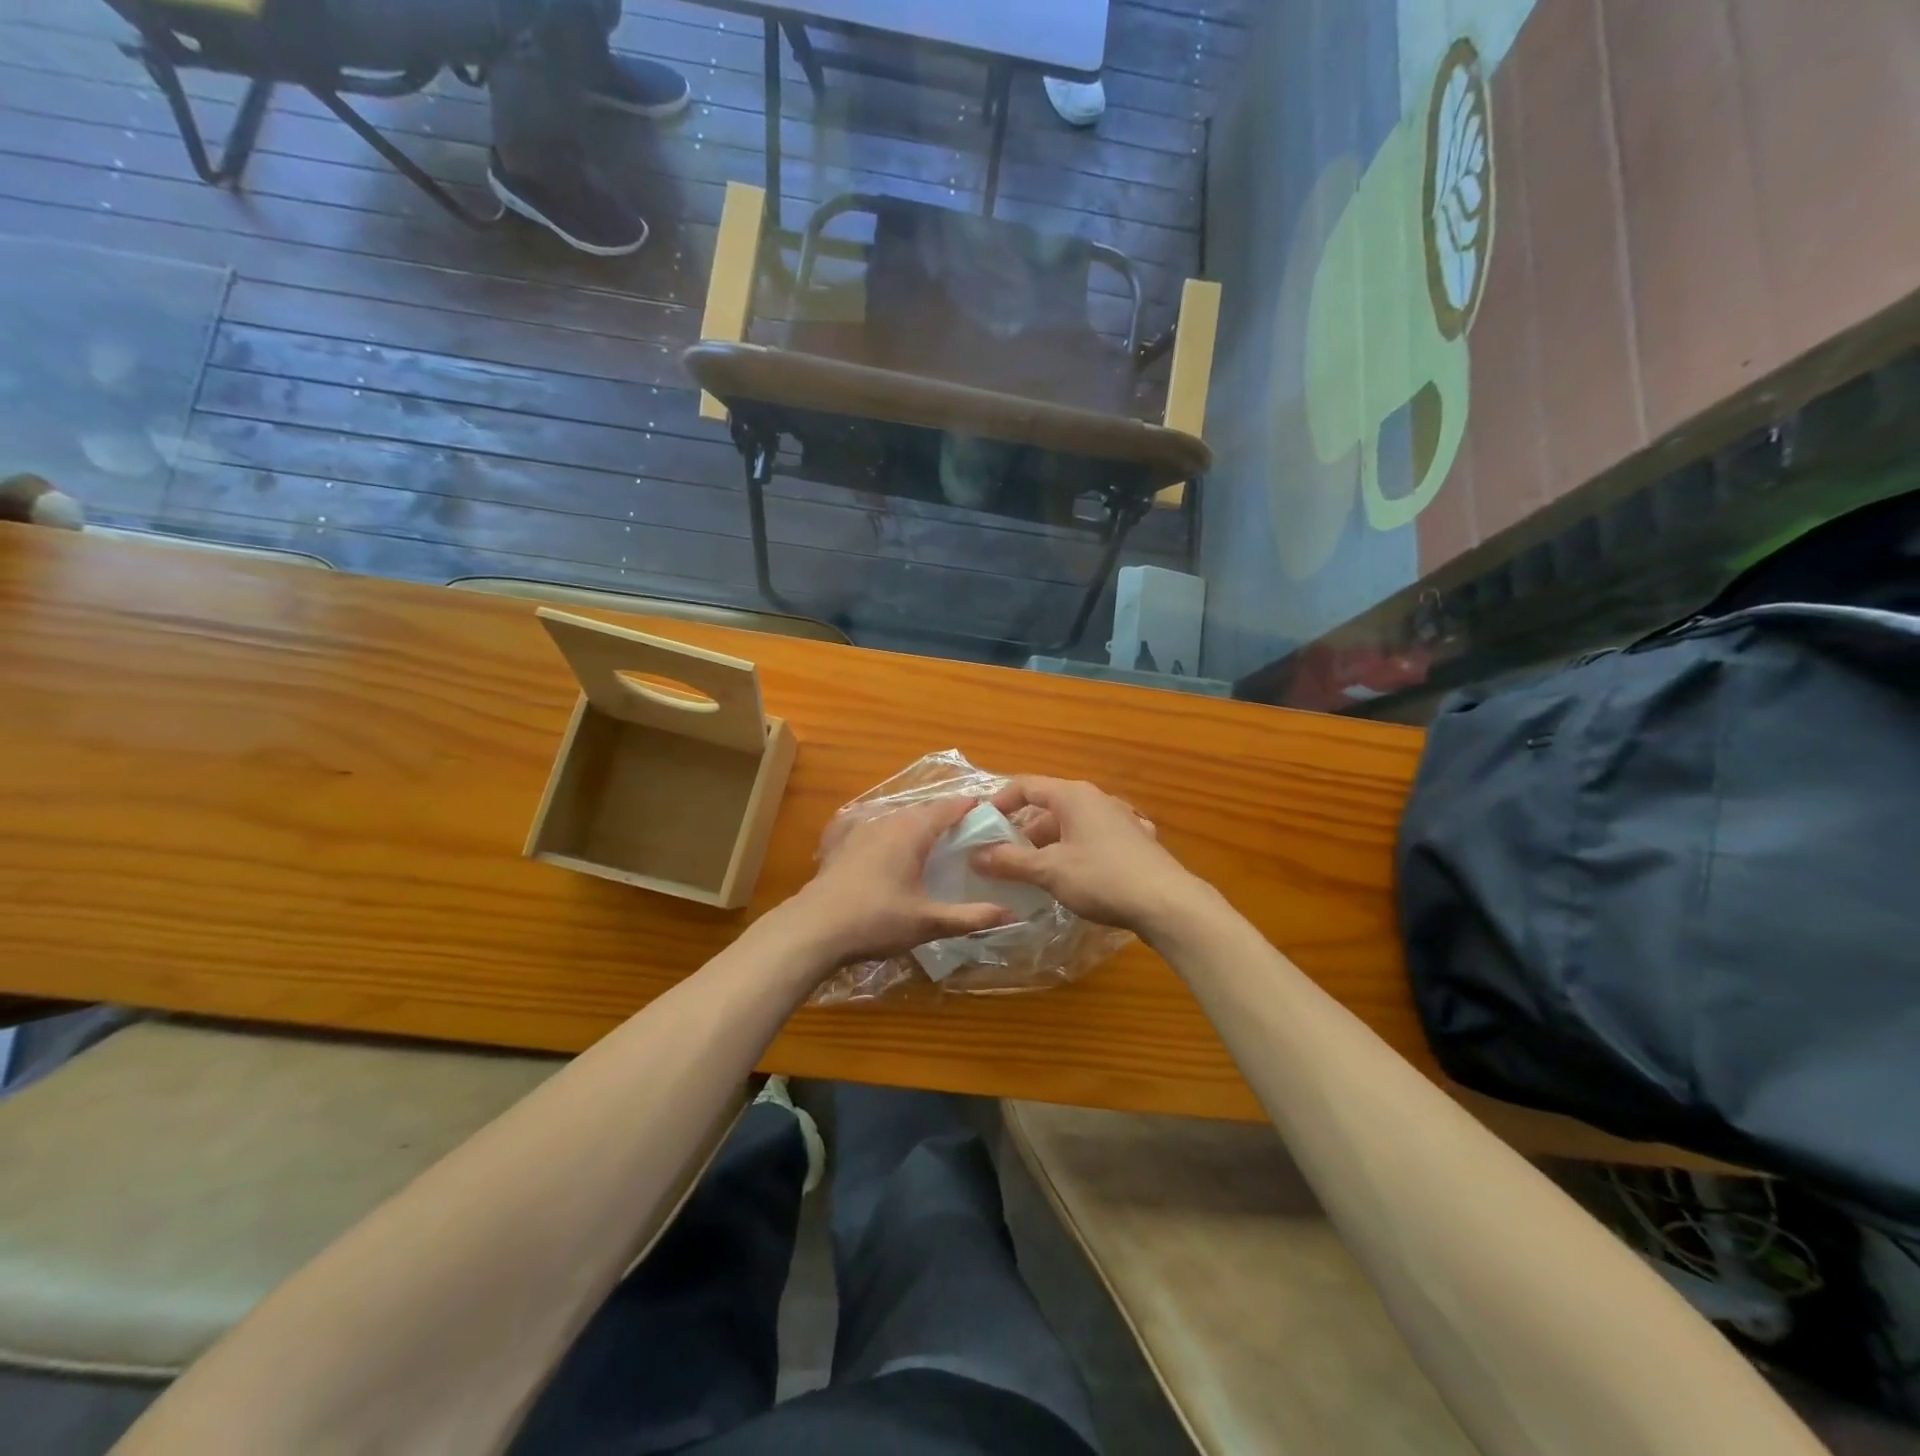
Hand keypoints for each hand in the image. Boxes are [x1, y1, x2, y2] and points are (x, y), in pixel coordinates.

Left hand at [787, 798, 1013, 966]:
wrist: (815, 928)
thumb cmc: (877, 920)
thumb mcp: (928, 922)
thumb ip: (970, 916)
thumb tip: (1010, 914)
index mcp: (912, 831)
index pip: (947, 808)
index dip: (968, 807)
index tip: (987, 812)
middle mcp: (887, 821)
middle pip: (922, 810)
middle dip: (944, 815)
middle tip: (965, 832)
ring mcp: (859, 829)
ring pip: (895, 817)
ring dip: (915, 822)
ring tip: (930, 839)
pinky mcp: (840, 843)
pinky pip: (870, 825)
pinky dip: (885, 829)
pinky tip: (882, 840)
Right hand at [974, 777, 1206, 937]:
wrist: (1167, 903)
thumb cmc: (1102, 878)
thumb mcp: (1049, 871)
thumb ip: (1010, 861)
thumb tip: (976, 855)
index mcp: (1073, 796)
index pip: (1026, 785)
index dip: (1000, 802)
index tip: (981, 824)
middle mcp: (1097, 799)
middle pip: (1048, 806)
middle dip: (1022, 830)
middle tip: (1001, 856)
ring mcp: (1119, 819)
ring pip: (1071, 825)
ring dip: (1047, 845)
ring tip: (1030, 872)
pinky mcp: (1134, 841)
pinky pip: (1092, 839)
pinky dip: (1074, 852)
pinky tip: (1071, 876)